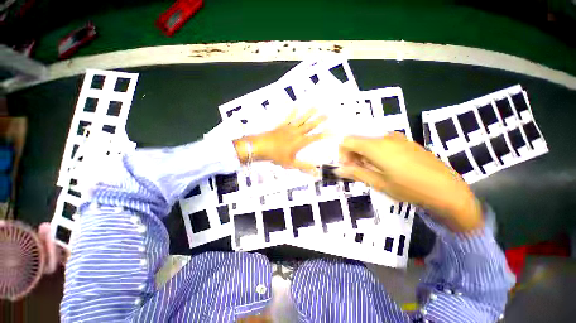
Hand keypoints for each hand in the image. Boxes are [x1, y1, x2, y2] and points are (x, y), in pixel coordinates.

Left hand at [234, 108, 325, 174]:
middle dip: (319, 120)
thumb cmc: (276, 156)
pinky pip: (288, 117)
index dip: (324, 134)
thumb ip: (303, 166)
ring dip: (309, 113)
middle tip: (327, 114)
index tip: (332, 131)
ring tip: (315, 107)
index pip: (315, 137)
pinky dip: (292, 112)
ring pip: (301, 119)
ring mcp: (289, 127)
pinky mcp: (281, 125)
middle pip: (310, 125)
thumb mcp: (290, 164)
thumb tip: (315, 171)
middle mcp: (297, 133)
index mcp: (300, 142)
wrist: (261, 147)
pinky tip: (295, 106)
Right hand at [336, 132, 482, 231]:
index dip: (342, 153)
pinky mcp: (405, 141)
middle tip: (356, 170)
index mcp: (375, 146)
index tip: (347, 167)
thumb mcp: (378, 183)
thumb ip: (356, 173)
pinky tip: (384, 165)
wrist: (447, 189)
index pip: (347, 141)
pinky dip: (375, 151)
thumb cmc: (409, 188)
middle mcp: (384, 137)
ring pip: (369, 140)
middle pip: (358, 139)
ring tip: (370, 169)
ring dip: (363, 153)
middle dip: (352, 153)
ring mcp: (397, 137)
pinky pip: (381, 142)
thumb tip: (338, 170)